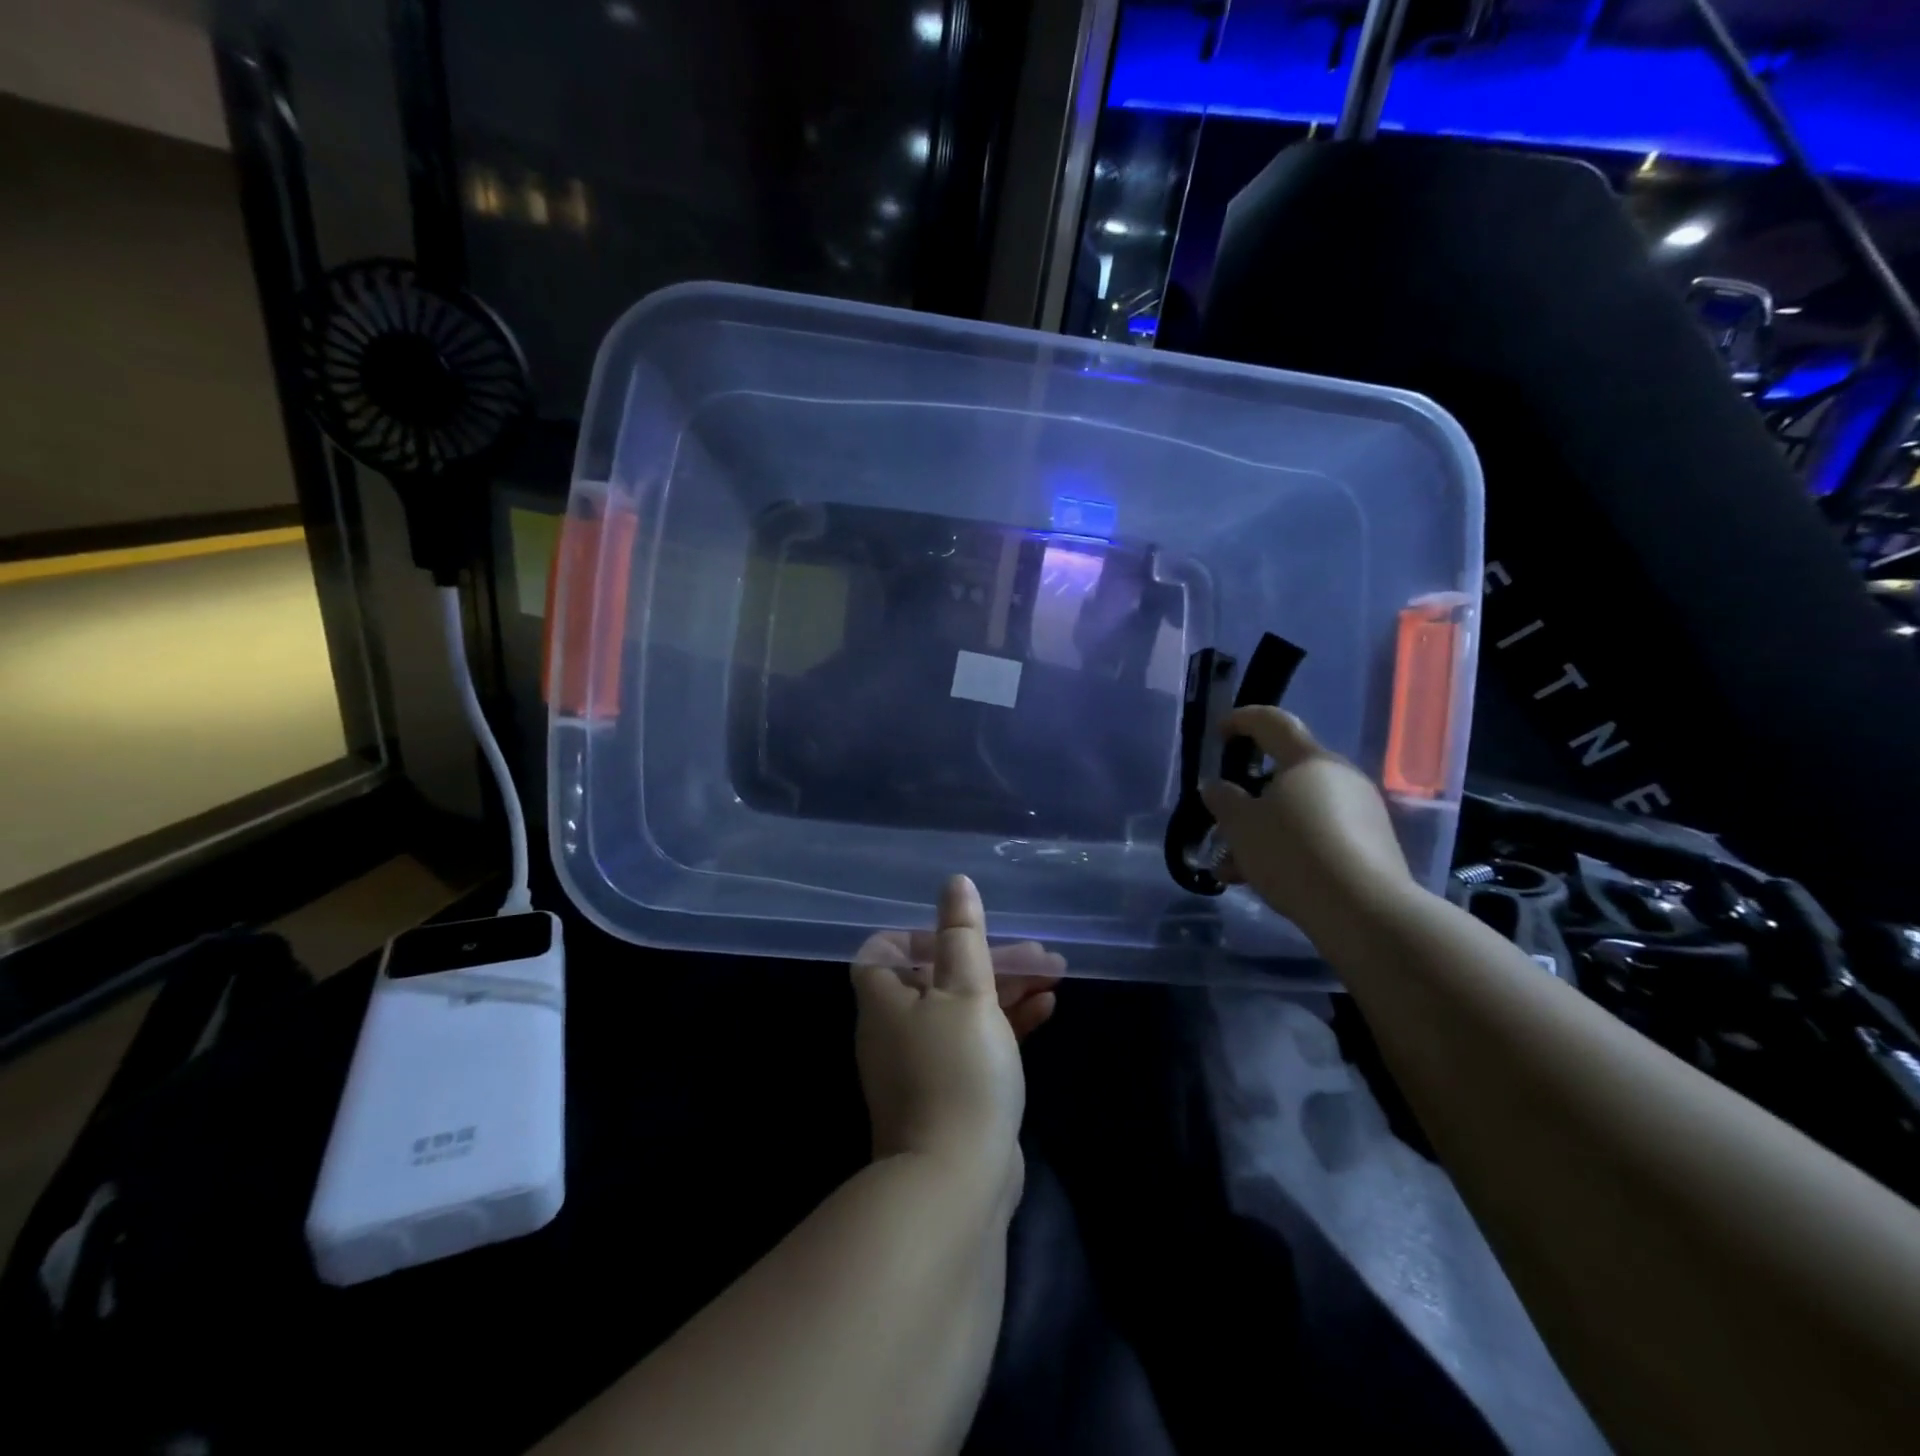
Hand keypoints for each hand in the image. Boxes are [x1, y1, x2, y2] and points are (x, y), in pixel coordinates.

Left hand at [850, 877, 1058, 1179]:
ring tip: (1051, 975)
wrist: (957, 1181)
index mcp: (885, 1001)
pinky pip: (977, 1043)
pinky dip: (1007, 1024)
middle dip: (987, 961)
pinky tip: (1047, 1010)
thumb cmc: (957, 1070)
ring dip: (1005, 990)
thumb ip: (962, 936)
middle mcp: (896, 1029)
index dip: (919, 935)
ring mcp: (923, 1065)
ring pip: (963, 1010)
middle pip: (937, 978)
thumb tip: (955, 883)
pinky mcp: (952, 1093)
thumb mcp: (966, 991)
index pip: (883, 952)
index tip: (961, 934)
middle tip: (1036, 953)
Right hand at [1200, 707, 1415, 935]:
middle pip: (1285, 774)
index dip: (1242, 720)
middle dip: (1249, 797)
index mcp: (1308, 760)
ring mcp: (1362, 811)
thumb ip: (1223, 800)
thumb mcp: (1240, 826)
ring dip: (1264, 832)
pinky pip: (1318, 835)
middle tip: (1222, 821)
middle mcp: (1340, 776)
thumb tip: (1216, 786)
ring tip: (1233, 867)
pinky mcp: (1372, 845)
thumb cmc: (1293, 853)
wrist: (1365, 912)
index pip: (1272, 722)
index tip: (1219, 732)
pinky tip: (1264, 880)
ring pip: (1298, 811)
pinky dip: (1289, 849)